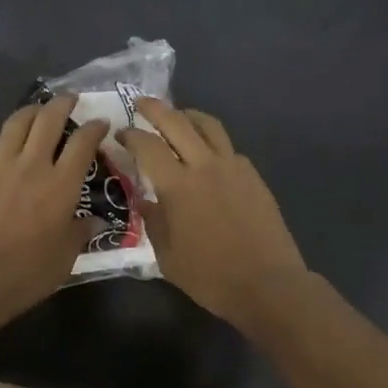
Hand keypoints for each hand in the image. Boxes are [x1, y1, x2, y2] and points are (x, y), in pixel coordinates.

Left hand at [0, 95, 105, 317]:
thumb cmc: (27, 273)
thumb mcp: (65, 257)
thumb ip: (80, 233)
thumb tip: (94, 221)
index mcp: (61, 185)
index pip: (83, 143)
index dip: (95, 128)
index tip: (101, 122)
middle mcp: (32, 166)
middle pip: (48, 120)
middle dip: (62, 103)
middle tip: (70, 99)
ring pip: (15, 124)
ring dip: (30, 111)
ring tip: (38, 110)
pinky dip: (1, 142)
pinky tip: (3, 147)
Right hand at [119, 100, 308, 327]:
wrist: (267, 284)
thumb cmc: (211, 276)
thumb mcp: (167, 256)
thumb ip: (153, 221)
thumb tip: (144, 200)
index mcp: (178, 186)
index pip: (148, 146)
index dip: (130, 135)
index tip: (120, 134)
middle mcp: (205, 166)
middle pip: (177, 122)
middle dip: (155, 109)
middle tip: (141, 103)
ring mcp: (233, 167)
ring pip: (209, 126)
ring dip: (188, 115)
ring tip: (178, 116)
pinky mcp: (253, 176)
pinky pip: (228, 147)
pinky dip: (212, 141)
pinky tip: (207, 154)